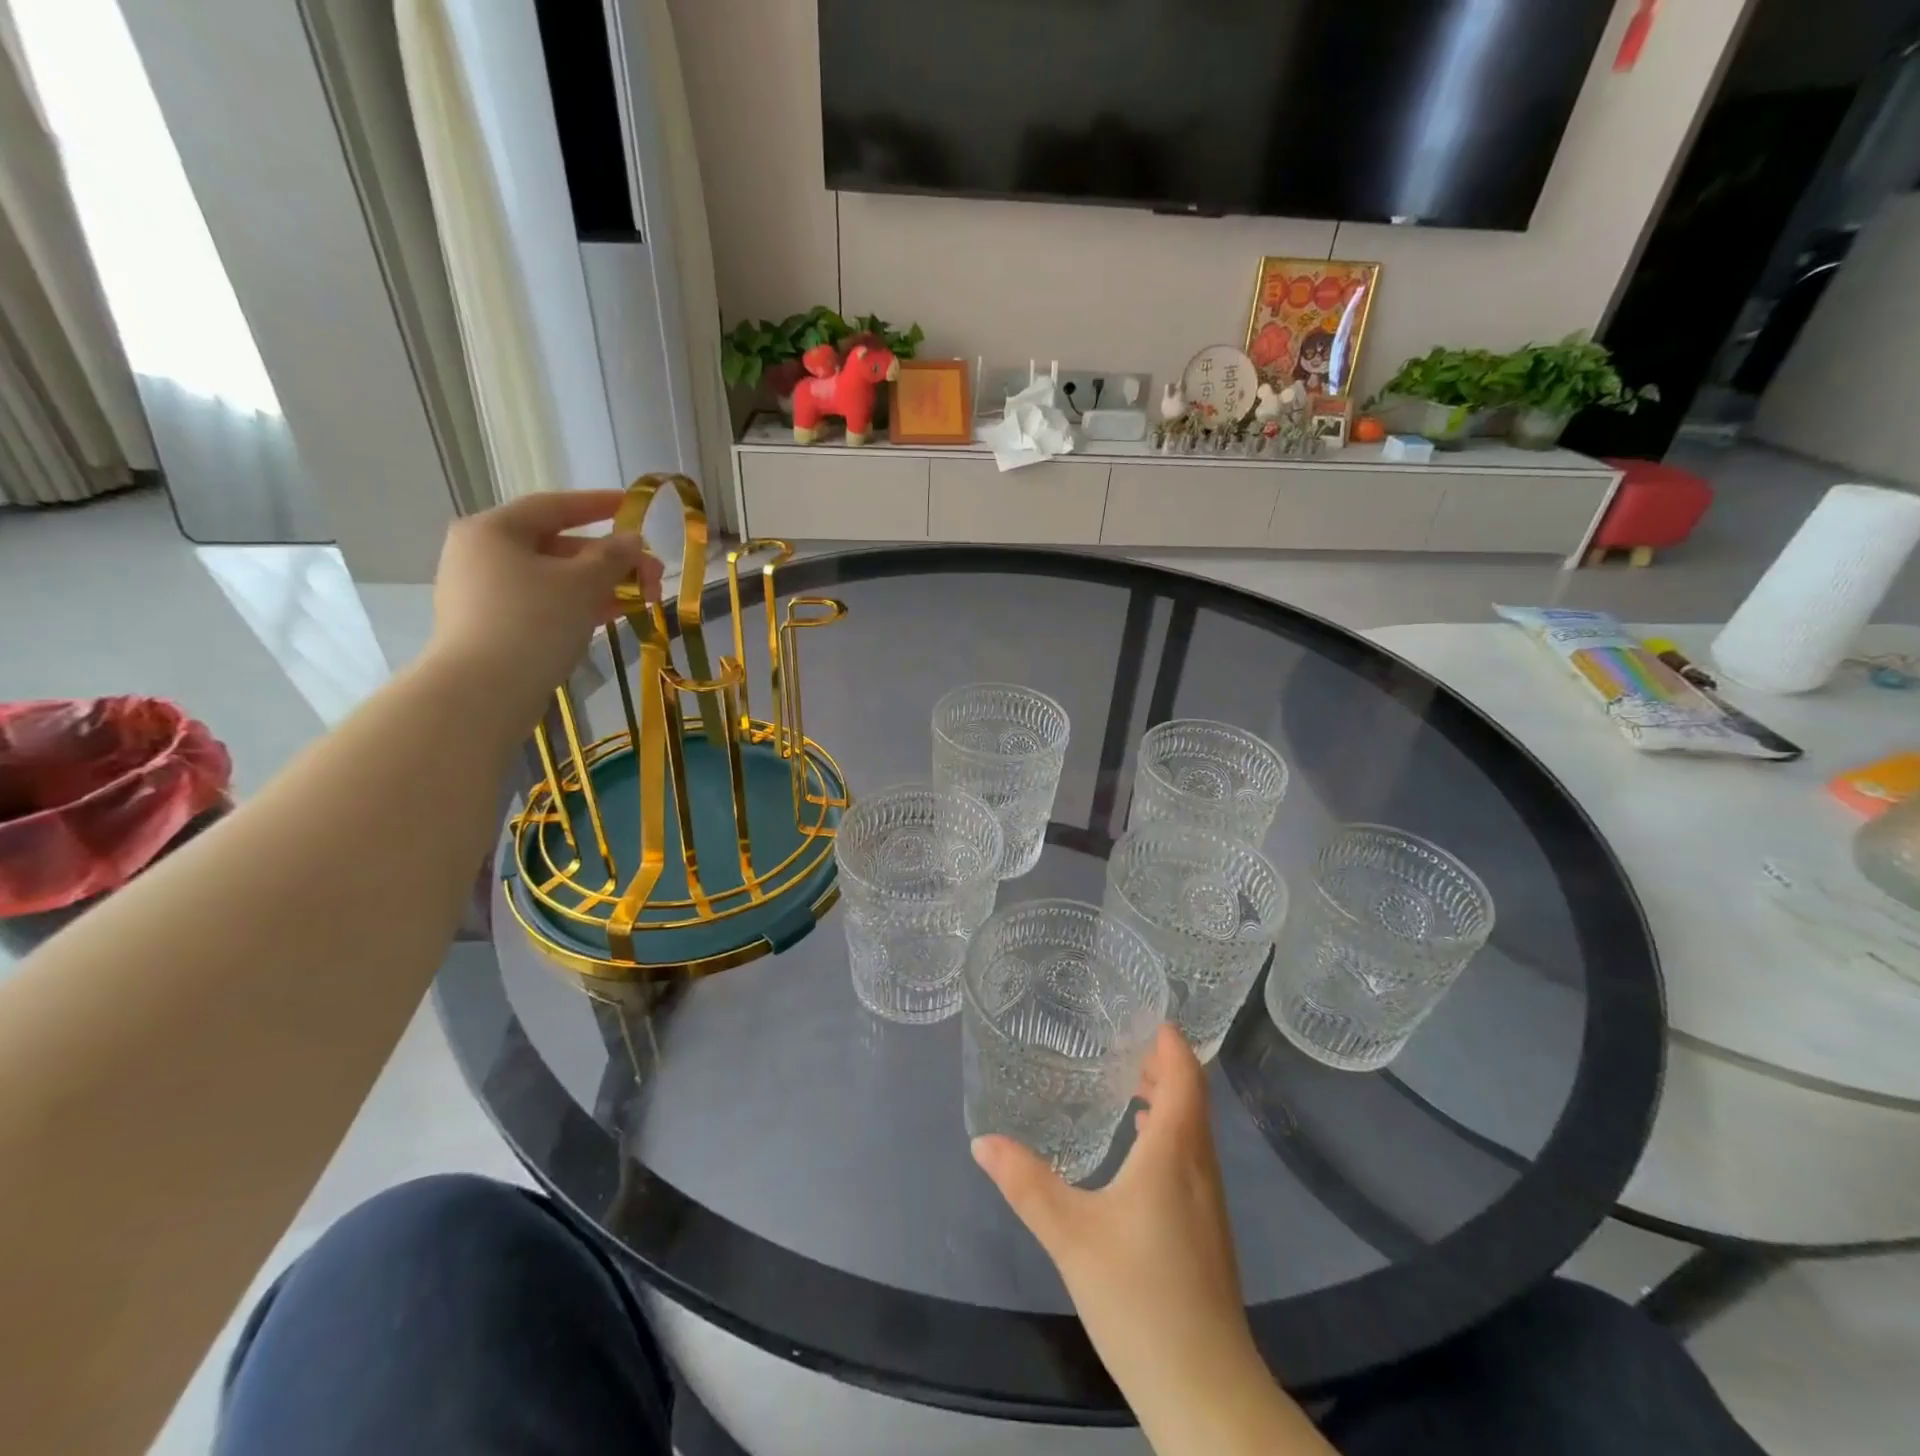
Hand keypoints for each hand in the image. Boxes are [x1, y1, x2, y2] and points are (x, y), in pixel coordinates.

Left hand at [427, 491, 660, 710]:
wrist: (482, 691)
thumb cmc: (532, 623)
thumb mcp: (582, 583)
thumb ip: (613, 557)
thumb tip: (632, 540)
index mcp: (494, 530)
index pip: (554, 506)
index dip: (599, 505)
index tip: (633, 506)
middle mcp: (481, 553)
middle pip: (556, 545)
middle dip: (609, 558)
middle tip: (652, 573)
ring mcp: (483, 592)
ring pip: (552, 578)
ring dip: (599, 584)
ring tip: (641, 598)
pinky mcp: (491, 625)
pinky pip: (542, 602)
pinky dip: (577, 604)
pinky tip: (611, 614)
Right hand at [971, 1025, 1259, 1414]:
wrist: (1205, 1391)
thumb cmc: (1140, 1298)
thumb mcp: (1071, 1236)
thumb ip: (1026, 1184)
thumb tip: (982, 1140)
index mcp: (1175, 1151)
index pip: (1185, 1073)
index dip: (1168, 1039)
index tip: (1139, 1013)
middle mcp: (1200, 1166)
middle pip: (1192, 1095)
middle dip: (1161, 1062)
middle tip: (1117, 1041)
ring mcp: (1209, 1201)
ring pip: (1193, 1128)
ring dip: (1166, 1097)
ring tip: (1124, 1083)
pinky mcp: (1207, 1230)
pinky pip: (1191, 1156)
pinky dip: (1167, 1132)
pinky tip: (1136, 1149)